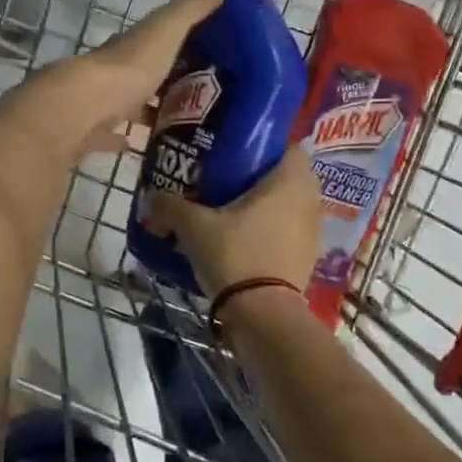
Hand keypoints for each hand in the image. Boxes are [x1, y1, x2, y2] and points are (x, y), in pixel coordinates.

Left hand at [2, 0, 230, 158]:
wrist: (83, 108)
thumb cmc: (130, 67)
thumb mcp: (168, 31)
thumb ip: (193, 8)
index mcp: (133, 46)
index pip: (157, 39)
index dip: (180, 43)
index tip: (209, 54)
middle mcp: (116, 70)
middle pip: (144, 74)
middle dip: (168, 81)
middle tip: (204, 96)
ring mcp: (102, 103)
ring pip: (130, 105)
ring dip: (150, 110)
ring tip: (185, 124)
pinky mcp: (93, 132)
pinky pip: (113, 135)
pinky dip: (126, 139)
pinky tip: (144, 147)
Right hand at [142, 144, 321, 300]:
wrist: (263, 314)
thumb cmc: (236, 254)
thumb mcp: (194, 227)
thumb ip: (169, 206)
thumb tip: (149, 198)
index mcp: (291, 180)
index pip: (289, 147)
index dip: (264, 148)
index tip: (236, 155)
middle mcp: (310, 200)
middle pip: (286, 178)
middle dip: (258, 180)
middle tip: (225, 184)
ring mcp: (312, 232)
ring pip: (287, 208)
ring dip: (263, 209)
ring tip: (229, 215)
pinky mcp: (307, 259)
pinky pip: (287, 234)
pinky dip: (268, 234)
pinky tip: (240, 244)